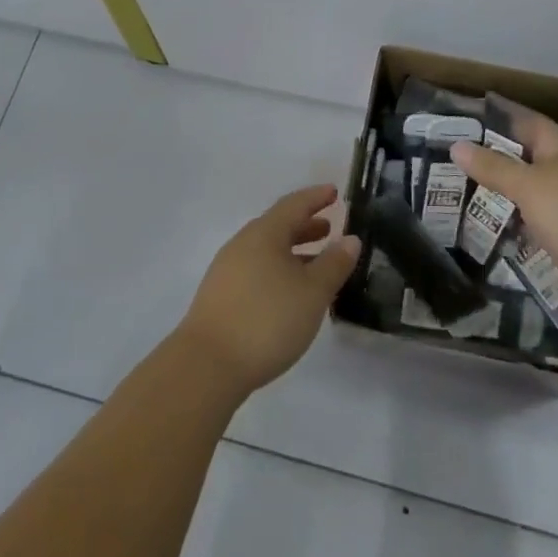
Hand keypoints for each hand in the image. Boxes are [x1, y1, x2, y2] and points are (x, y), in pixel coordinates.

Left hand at [174, 184, 362, 395]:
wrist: (207, 364)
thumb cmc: (267, 320)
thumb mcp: (312, 293)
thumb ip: (333, 264)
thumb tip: (350, 239)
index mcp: (265, 233)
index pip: (294, 204)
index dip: (316, 197)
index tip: (334, 192)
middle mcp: (243, 243)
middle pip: (278, 225)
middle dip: (305, 225)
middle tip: (329, 228)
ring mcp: (228, 269)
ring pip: (267, 249)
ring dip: (292, 250)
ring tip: (315, 263)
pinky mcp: (221, 294)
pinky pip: (257, 268)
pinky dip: (278, 269)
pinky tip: (289, 292)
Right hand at [451, 99, 557, 318]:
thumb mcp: (527, 186)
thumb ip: (491, 166)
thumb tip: (456, 146)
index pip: (523, 119)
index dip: (494, 115)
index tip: (461, 115)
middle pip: (524, 153)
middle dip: (491, 154)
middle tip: (451, 152)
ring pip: (528, 186)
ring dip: (501, 188)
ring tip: (459, 184)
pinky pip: (535, 214)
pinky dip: (514, 216)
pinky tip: (487, 220)